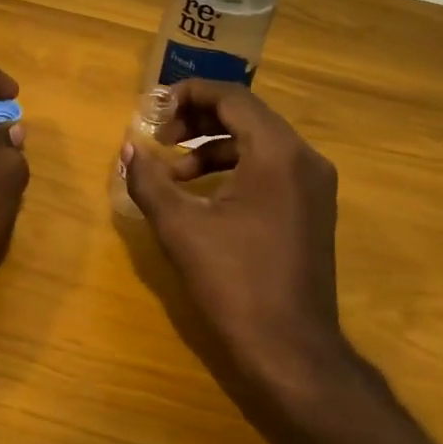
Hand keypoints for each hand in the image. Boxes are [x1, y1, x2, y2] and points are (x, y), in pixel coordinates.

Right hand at [122, 80, 350, 413]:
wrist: (290, 348)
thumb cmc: (234, 282)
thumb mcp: (180, 228)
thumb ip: (149, 181)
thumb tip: (127, 150)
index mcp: (277, 153)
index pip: (232, 97)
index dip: (188, 95)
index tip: (153, 112)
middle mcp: (305, 158)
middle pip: (247, 116)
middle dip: (198, 121)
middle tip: (160, 138)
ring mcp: (315, 185)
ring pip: (259, 143)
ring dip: (213, 148)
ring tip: (174, 174)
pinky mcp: (313, 209)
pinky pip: (271, 169)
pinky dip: (235, 170)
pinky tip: (204, 196)